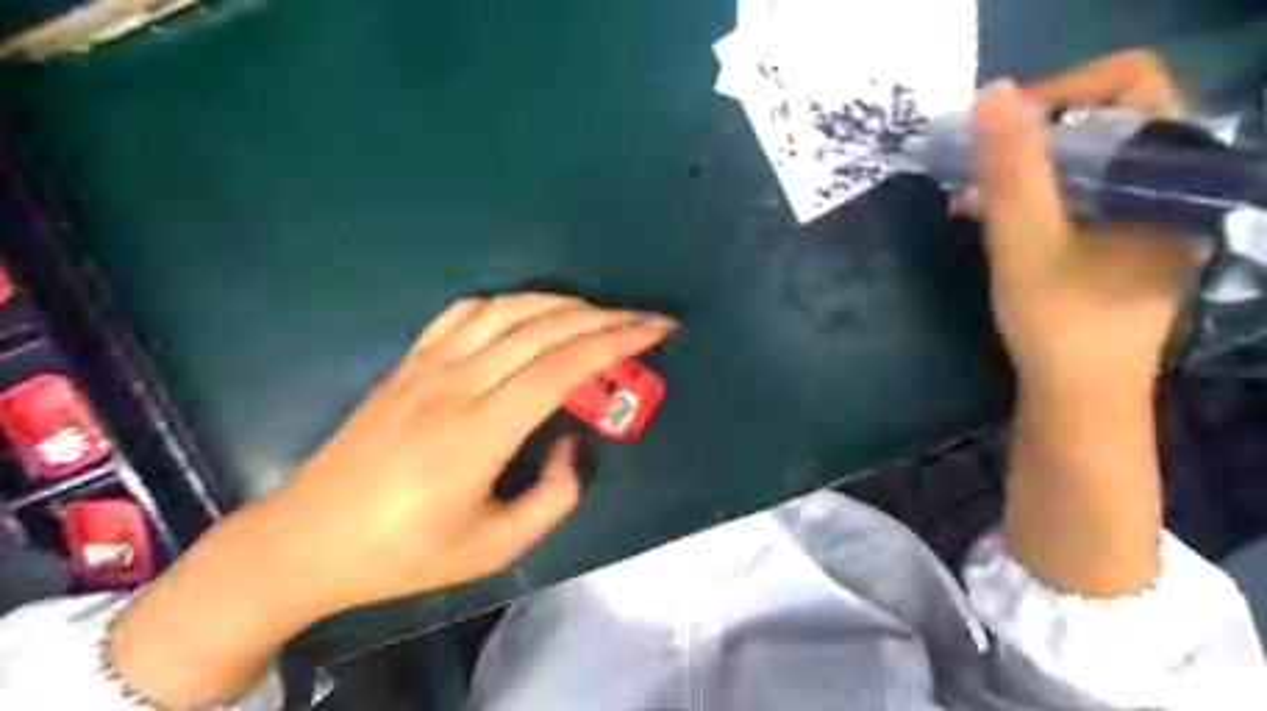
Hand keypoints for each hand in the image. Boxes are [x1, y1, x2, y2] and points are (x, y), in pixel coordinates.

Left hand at [114, 291, 678, 705]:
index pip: (564, 366)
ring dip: (561, 303)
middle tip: (644, 317)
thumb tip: (570, 444)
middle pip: (544, 329)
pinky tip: (527, 311)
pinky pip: (463, 313)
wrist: (307, 539)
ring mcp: (427, 366)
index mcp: (480, 431)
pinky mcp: (407, 362)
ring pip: (507, 311)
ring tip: (597, 313)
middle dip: (605, 317)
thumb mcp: (492, 547)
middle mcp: (457, 384)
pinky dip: (507, 302)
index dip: (617, 341)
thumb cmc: (403, 552)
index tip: (656, 329)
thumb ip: (552, 497)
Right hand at [971, 52, 1193, 408]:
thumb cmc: (1060, 323)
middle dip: (1028, 134)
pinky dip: (1026, 197)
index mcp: (1168, 174)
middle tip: (973, 159)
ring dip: (1020, 168)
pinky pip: (1072, 197)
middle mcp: (1164, 186)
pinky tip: (980, 215)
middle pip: (1101, 122)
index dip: (1060, 92)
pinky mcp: (1113, 245)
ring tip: (966, 189)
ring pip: (1080, 162)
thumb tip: (991, 92)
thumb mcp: (1026, 241)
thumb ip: (1013, 167)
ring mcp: (1140, 218)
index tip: (998, 130)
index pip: (1130, 85)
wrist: (1079, 403)